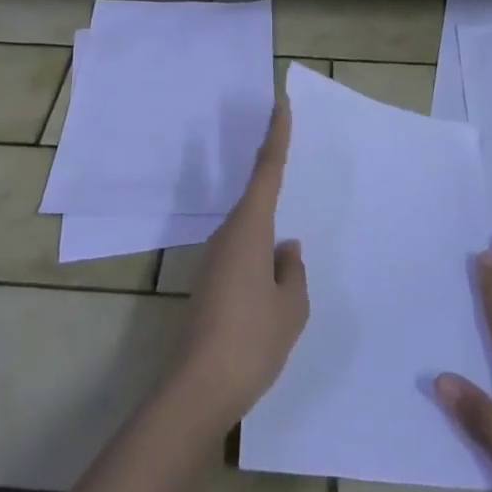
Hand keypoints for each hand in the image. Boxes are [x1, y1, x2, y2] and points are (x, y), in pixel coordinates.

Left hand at [168, 102, 309, 428]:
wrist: (199, 389)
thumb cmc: (252, 340)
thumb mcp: (290, 307)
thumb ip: (292, 272)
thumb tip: (286, 250)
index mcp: (249, 229)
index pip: (266, 170)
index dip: (276, 134)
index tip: (280, 103)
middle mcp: (227, 234)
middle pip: (255, 196)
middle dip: (272, 175)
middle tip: (291, 154)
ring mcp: (214, 259)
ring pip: (248, 228)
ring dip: (267, 223)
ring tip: (290, 231)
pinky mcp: (209, 283)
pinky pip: (241, 251)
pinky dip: (259, 250)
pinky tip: (272, 274)